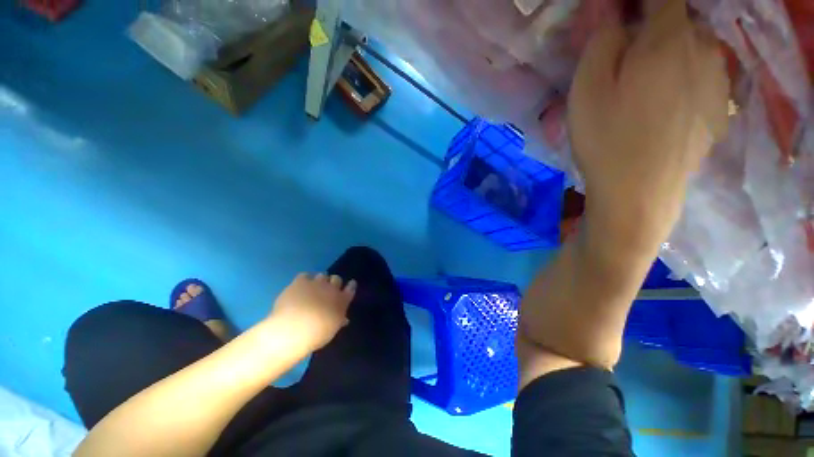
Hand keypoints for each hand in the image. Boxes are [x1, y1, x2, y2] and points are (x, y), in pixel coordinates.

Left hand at [267, 273, 355, 352]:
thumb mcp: (332, 330)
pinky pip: (304, 276)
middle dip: (334, 282)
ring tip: (314, 288)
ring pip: (322, 276)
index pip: (351, 288)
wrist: (293, 329)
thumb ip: (339, 321)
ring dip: (320, 281)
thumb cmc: (316, 335)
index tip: (350, 285)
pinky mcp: (300, 282)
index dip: (350, 286)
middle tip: (328, 290)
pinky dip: (304, 280)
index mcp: (342, 301)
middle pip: (337, 279)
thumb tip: (344, 319)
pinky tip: (300, 286)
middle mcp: (331, 288)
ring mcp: (316, 283)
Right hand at [568, 0, 729, 252]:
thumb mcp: (587, 86)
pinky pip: (701, 75)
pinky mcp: (719, 106)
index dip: (636, 1)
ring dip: (668, 54)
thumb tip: (609, 7)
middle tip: (624, 61)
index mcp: (670, 37)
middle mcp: (705, 48)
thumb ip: (602, 37)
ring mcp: (718, 79)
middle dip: (651, 30)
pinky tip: (663, 105)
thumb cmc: (606, 138)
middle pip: (678, 20)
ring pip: (692, 48)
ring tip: (642, 87)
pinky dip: (682, 77)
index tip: (616, 17)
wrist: (638, 193)